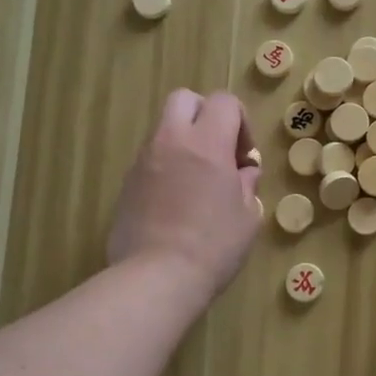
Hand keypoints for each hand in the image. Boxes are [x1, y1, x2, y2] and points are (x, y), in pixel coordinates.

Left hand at [108, 90, 262, 300]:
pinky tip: (177, 202)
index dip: (241, 122)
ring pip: (164, 128)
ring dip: (184, 142)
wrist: (157, 277)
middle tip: (219, 151)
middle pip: (185, 99)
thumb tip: (243, 172)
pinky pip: (151, 159)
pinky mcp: (127, 183)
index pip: (224, 102)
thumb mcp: (249, 216)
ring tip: (198, 181)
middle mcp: (171, 141)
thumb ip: (247, 185)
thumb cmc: (214, 246)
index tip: (244, 157)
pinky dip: (167, 166)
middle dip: (205, 115)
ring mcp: (143, 161)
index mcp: (207, 143)